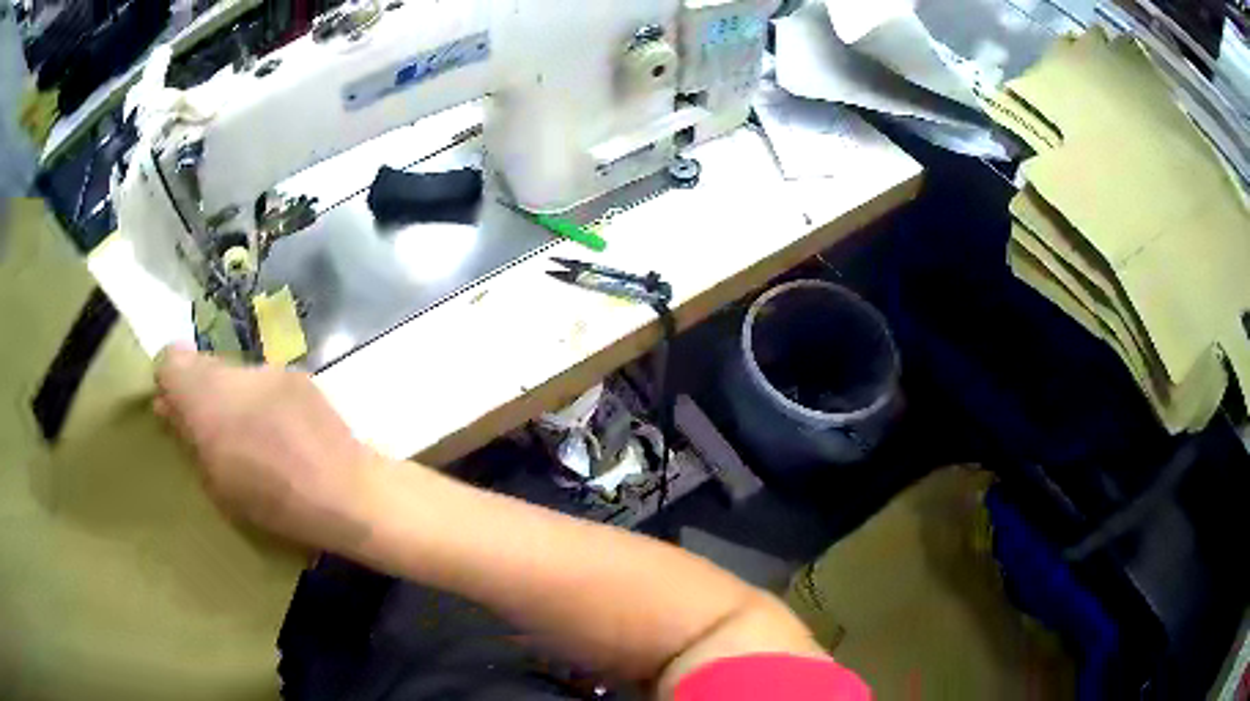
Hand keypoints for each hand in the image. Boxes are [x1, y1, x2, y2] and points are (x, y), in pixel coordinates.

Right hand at [154, 346, 380, 551]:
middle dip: (197, 391)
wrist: (346, 492)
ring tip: (247, 435)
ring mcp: (270, 369)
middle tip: (207, 429)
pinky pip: (263, 379)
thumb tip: (166, 405)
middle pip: (201, 364)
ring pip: (232, 372)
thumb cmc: (273, 502)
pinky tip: (278, 431)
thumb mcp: (215, 481)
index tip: (173, 411)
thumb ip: (187, 435)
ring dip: (229, 396)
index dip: (168, 383)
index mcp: (207, 397)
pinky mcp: (298, 375)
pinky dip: (258, 398)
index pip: (170, 360)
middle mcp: (236, 371)